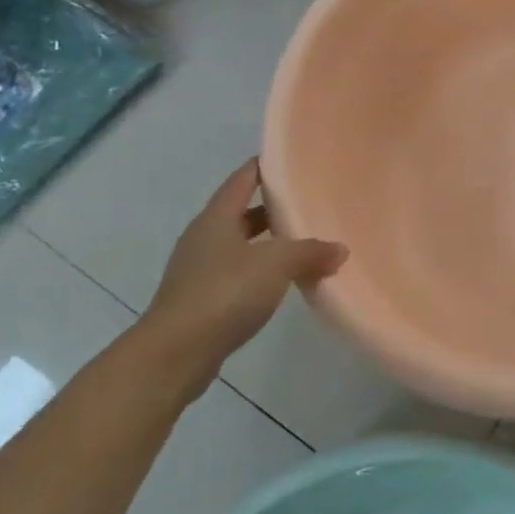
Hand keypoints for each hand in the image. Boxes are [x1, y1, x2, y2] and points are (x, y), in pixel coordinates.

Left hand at [133, 159, 347, 395]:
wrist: (175, 354)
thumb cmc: (224, 293)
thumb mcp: (276, 264)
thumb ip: (311, 252)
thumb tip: (340, 249)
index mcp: (216, 219)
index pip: (242, 180)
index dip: (264, 167)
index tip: (291, 159)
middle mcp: (204, 239)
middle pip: (242, 213)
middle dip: (273, 208)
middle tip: (308, 202)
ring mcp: (199, 271)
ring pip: (241, 246)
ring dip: (269, 243)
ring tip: (305, 243)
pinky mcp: (202, 301)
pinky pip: (239, 275)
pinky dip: (262, 272)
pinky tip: (286, 282)